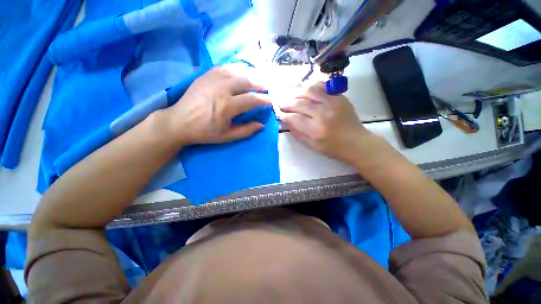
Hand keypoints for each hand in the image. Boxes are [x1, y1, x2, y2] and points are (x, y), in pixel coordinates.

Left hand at [162, 65, 270, 145]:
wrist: (179, 122)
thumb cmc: (205, 132)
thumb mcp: (227, 136)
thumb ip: (246, 130)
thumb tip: (261, 124)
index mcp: (227, 106)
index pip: (252, 100)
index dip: (264, 100)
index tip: (270, 101)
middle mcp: (222, 89)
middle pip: (246, 82)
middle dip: (259, 85)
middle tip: (266, 89)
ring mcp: (212, 79)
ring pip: (237, 72)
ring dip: (249, 75)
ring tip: (256, 80)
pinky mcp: (205, 75)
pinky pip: (225, 68)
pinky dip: (236, 69)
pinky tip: (240, 73)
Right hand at [280, 82, 376, 163]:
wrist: (356, 142)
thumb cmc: (332, 148)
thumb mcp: (312, 145)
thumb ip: (297, 133)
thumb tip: (286, 120)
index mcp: (316, 130)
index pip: (294, 118)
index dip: (284, 115)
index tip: (279, 114)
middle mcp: (323, 113)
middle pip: (299, 103)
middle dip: (287, 104)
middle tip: (282, 105)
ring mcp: (332, 102)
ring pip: (309, 91)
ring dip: (297, 94)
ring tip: (293, 98)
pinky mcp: (339, 97)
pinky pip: (322, 86)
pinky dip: (311, 87)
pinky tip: (306, 92)